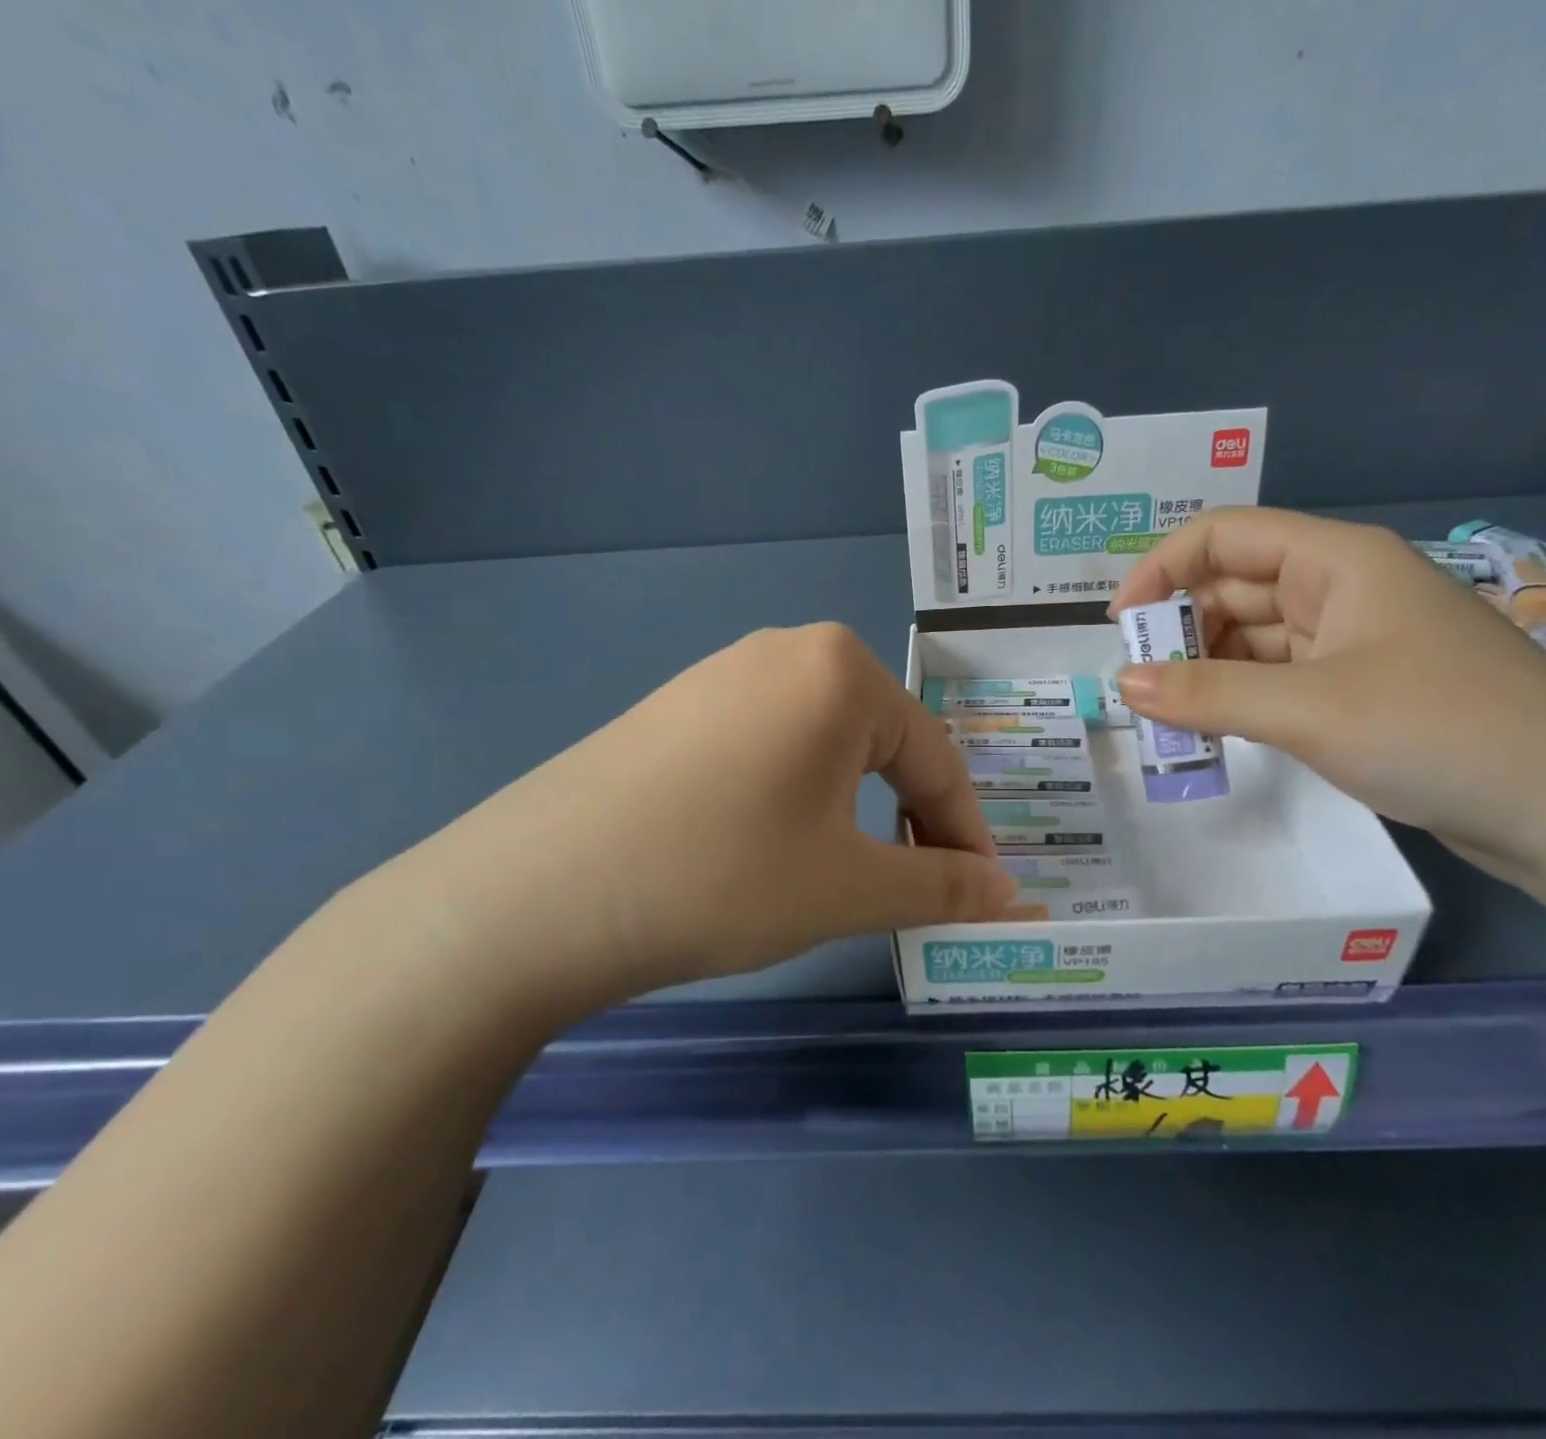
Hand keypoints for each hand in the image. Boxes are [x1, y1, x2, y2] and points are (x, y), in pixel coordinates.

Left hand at [365, 624, 1013, 1027]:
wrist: (534, 896)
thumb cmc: (722, 878)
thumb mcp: (850, 888)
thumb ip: (944, 885)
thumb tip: (1011, 895)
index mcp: (842, 671)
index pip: (935, 759)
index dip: (966, 834)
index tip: (983, 894)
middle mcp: (786, 650)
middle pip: (881, 744)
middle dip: (911, 818)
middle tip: (915, 886)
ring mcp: (721, 673)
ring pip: (824, 744)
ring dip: (854, 807)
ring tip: (846, 870)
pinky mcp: (675, 706)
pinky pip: (767, 743)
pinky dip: (795, 793)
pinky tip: (768, 841)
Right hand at [1107, 508, 1545, 883]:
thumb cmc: (1442, 732)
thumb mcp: (1310, 710)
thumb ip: (1208, 693)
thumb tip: (1122, 683)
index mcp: (1337, 561)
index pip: (1224, 535)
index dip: (1161, 569)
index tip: (1120, 627)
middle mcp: (1343, 589)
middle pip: (1234, 587)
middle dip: (1180, 630)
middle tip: (1140, 688)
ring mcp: (1355, 641)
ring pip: (1254, 637)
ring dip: (1206, 669)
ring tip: (1168, 717)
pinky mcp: (1362, 690)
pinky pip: (1279, 678)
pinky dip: (1240, 697)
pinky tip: (1216, 730)